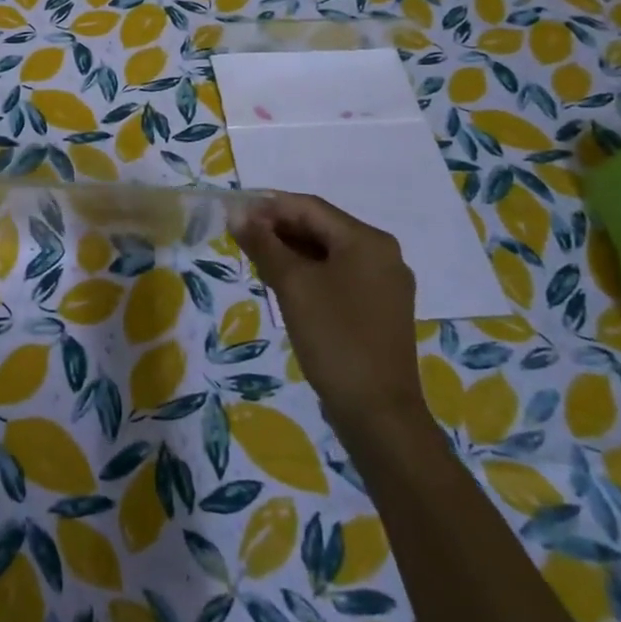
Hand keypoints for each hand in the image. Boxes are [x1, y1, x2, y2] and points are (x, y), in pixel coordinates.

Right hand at [235, 193, 427, 432]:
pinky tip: (284, 286)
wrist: (379, 414)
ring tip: (256, 261)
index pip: (310, 207)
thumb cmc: (334, 338)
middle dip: (279, 230)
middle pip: (321, 228)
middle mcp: (383, 255)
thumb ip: (263, 244)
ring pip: (329, 254)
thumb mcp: (292, 285)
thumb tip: (237, 213)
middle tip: (241, 241)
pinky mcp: (380, 310)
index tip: (235, 217)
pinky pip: (339, 277)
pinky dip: (310, 274)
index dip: (269, 207)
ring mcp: (385, 284)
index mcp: (368, 240)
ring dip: (292, 252)